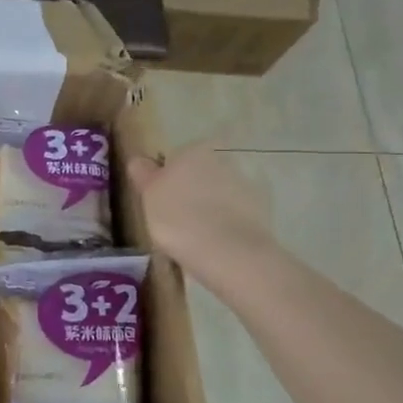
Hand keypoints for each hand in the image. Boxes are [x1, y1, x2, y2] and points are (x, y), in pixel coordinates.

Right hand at [128, 145, 275, 289]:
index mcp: (193, 150)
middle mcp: (223, 159)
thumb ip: (143, 174)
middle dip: (191, 189)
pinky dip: (228, 222)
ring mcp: (246, 184)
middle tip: (176, 218)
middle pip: (201, 172)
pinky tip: (216, 242)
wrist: (228, 252)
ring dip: (211, 206)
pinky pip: (237, 212)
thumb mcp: (148, 196)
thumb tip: (139, 160)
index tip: (159, 200)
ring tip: (197, 235)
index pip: (176, 157)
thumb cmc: (178, 218)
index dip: (167, 178)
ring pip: (220, 192)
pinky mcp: (263, 209)